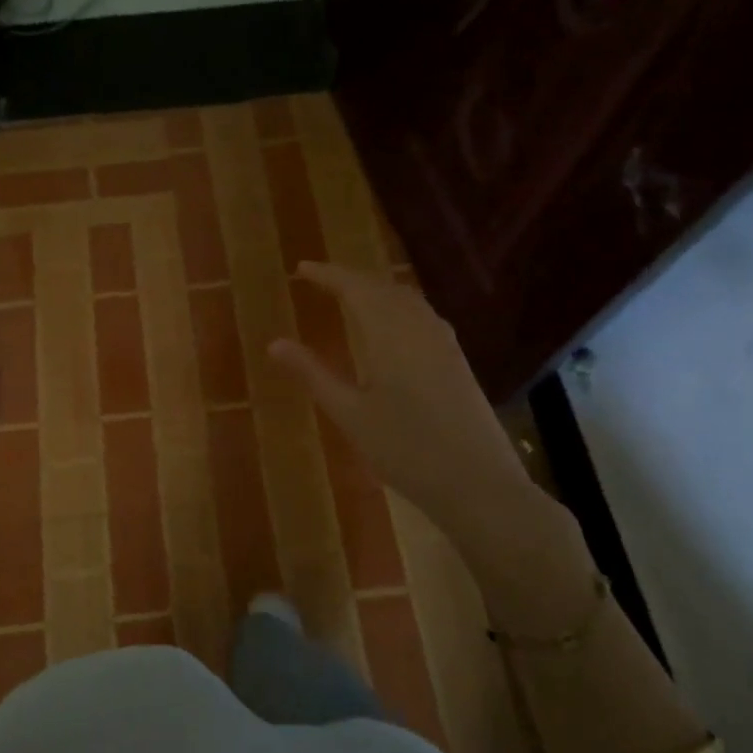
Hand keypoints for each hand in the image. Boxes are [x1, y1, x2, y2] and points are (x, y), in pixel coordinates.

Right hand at [269, 263, 590, 621]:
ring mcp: (444, 342)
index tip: (301, 269)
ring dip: (376, 289)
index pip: (355, 288)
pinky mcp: (457, 360)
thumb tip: (274, 343)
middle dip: (351, 278)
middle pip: (383, 287)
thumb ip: (313, 374)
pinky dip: (397, 305)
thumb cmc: (406, 450)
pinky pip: (422, 314)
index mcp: (390, 334)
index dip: (327, 275)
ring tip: (350, 295)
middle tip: (321, 279)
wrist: (478, 484)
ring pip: (406, 299)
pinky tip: (391, 324)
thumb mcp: (350, 414)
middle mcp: (420, 327)